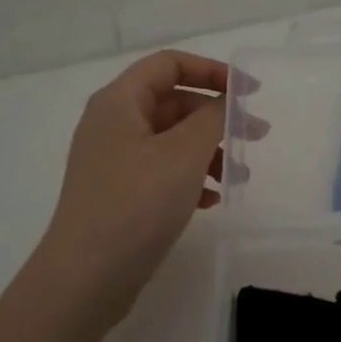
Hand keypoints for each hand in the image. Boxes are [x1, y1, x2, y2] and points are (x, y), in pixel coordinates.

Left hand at [36, 50, 235, 326]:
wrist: (85, 277)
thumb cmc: (136, 204)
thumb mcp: (184, 154)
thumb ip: (213, 118)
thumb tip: (229, 101)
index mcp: (119, 102)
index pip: (170, 64)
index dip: (212, 71)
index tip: (249, 92)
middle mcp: (112, 124)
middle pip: (173, 102)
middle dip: (216, 118)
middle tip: (254, 138)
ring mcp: (114, 160)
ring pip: (171, 140)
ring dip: (208, 152)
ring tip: (237, 178)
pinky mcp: (119, 193)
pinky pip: (162, 171)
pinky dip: (190, 178)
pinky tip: (211, 201)